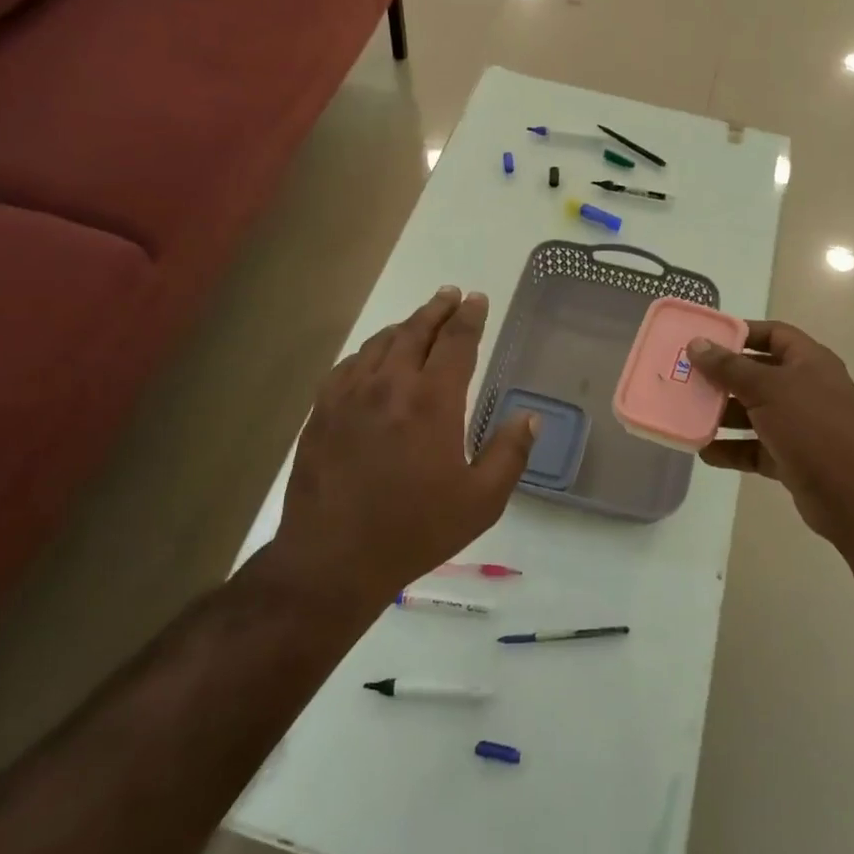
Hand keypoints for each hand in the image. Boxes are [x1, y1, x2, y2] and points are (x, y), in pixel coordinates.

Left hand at [272, 287, 535, 610]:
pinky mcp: (323, 409)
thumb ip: (510, 454)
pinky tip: (375, 357)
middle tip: (451, 294)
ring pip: (381, 342)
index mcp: (432, 401)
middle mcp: (390, 384)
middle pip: (417, 330)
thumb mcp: (481, 502)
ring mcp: (350, 394)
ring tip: (420, 320)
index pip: (456, 341)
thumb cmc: (414, 531)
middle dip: (438, 308)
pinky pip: (350, 364)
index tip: (478, 299)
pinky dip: (370, 350)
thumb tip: (530, 417)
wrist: (331, 559)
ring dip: (406, 325)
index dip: (470, 317)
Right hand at [689, 321, 853, 552]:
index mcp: (809, 362)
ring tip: (687, 413)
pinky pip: (755, 448)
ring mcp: (800, 426)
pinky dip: (732, 449)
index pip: (773, 334)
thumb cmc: (812, 426)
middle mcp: (806, 389)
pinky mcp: (792, 458)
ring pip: (754, 413)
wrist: (853, 495)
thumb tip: (697, 343)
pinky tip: (704, 452)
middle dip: (723, 377)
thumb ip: (729, 367)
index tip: (705, 339)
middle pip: (758, 374)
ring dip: (723, 415)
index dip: (741, 333)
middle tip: (686, 377)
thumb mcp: (767, 389)